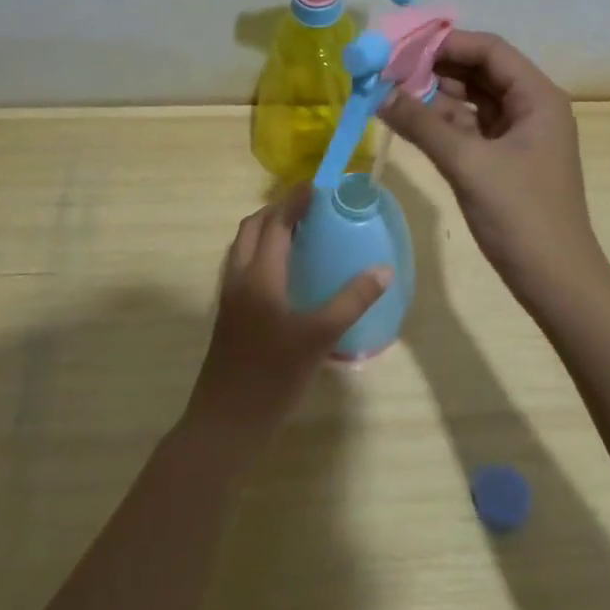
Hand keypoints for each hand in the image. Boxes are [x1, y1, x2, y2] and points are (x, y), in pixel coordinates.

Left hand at [181, 186, 389, 457]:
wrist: (226, 424)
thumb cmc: (273, 377)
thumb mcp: (318, 338)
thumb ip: (351, 301)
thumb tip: (383, 270)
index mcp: (259, 276)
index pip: (276, 223)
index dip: (295, 201)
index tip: (317, 185)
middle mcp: (239, 278)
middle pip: (252, 228)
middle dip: (277, 210)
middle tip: (309, 208)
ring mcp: (229, 298)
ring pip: (243, 247)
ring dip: (266, 230)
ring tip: (298, 232)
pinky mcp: (228, 316)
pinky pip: (242, 266)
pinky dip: (260, 252)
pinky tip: (283, 273)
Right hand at [381, 30, 609, 314]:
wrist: (555, 281)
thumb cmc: (521, 216)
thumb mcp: (468, 164)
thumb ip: (422, 125)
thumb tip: (378, 93)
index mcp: (537, 97)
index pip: (490, 50)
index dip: (446, 43)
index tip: (402, 47)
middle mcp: (531, 107)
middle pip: (480, 72)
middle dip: (436, 68)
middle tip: (389, 70)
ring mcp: (519, 135)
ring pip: (473, 100)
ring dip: (436, 96)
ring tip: (391, 92)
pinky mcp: (506, 160)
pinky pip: (471, 128)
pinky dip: (442, 123)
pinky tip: (409, 121)